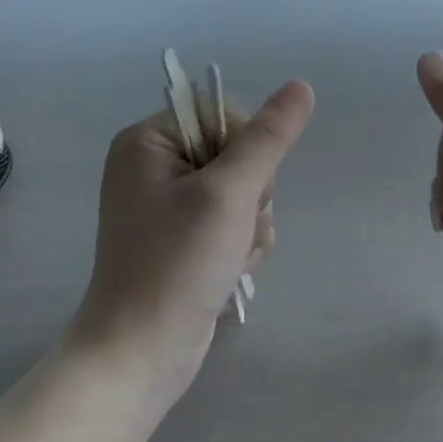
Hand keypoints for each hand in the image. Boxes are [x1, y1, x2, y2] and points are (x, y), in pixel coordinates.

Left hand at [69, 80, 315, 409]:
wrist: (140, 355)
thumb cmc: (177, 265)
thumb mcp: (229, 194)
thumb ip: (268, 138)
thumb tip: (302, 86)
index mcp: (148, 141)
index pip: (222, 113)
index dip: (248, 147)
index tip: (242, 188)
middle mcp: (153, 166)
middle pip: (235, 152)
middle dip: (252, 193)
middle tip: (236, 227)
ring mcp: (166, 204)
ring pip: (242, 189)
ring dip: (252, 222)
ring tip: (234, 255)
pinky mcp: (181, 237)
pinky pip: (231, 219)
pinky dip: (242, 242)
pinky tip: (234, 268)